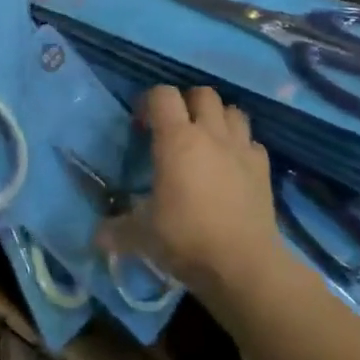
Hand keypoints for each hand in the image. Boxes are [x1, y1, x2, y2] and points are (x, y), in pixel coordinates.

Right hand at [97, 86, 282, 300]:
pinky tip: (233, 166)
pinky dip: (242, 147)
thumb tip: (96, 236)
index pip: (162, 95)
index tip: (142, 126)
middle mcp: (210, 134)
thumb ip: (117, 230)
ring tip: (207, 141)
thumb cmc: (187, 239)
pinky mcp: (264, 169)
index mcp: (176, 139)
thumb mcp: (142, 236)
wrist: (244, 266)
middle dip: (188, 103)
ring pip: (233, 111)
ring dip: (219, 119)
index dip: (150, 102)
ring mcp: (241, 149)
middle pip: (203, 93)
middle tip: (176, 128)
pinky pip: (252, 143)